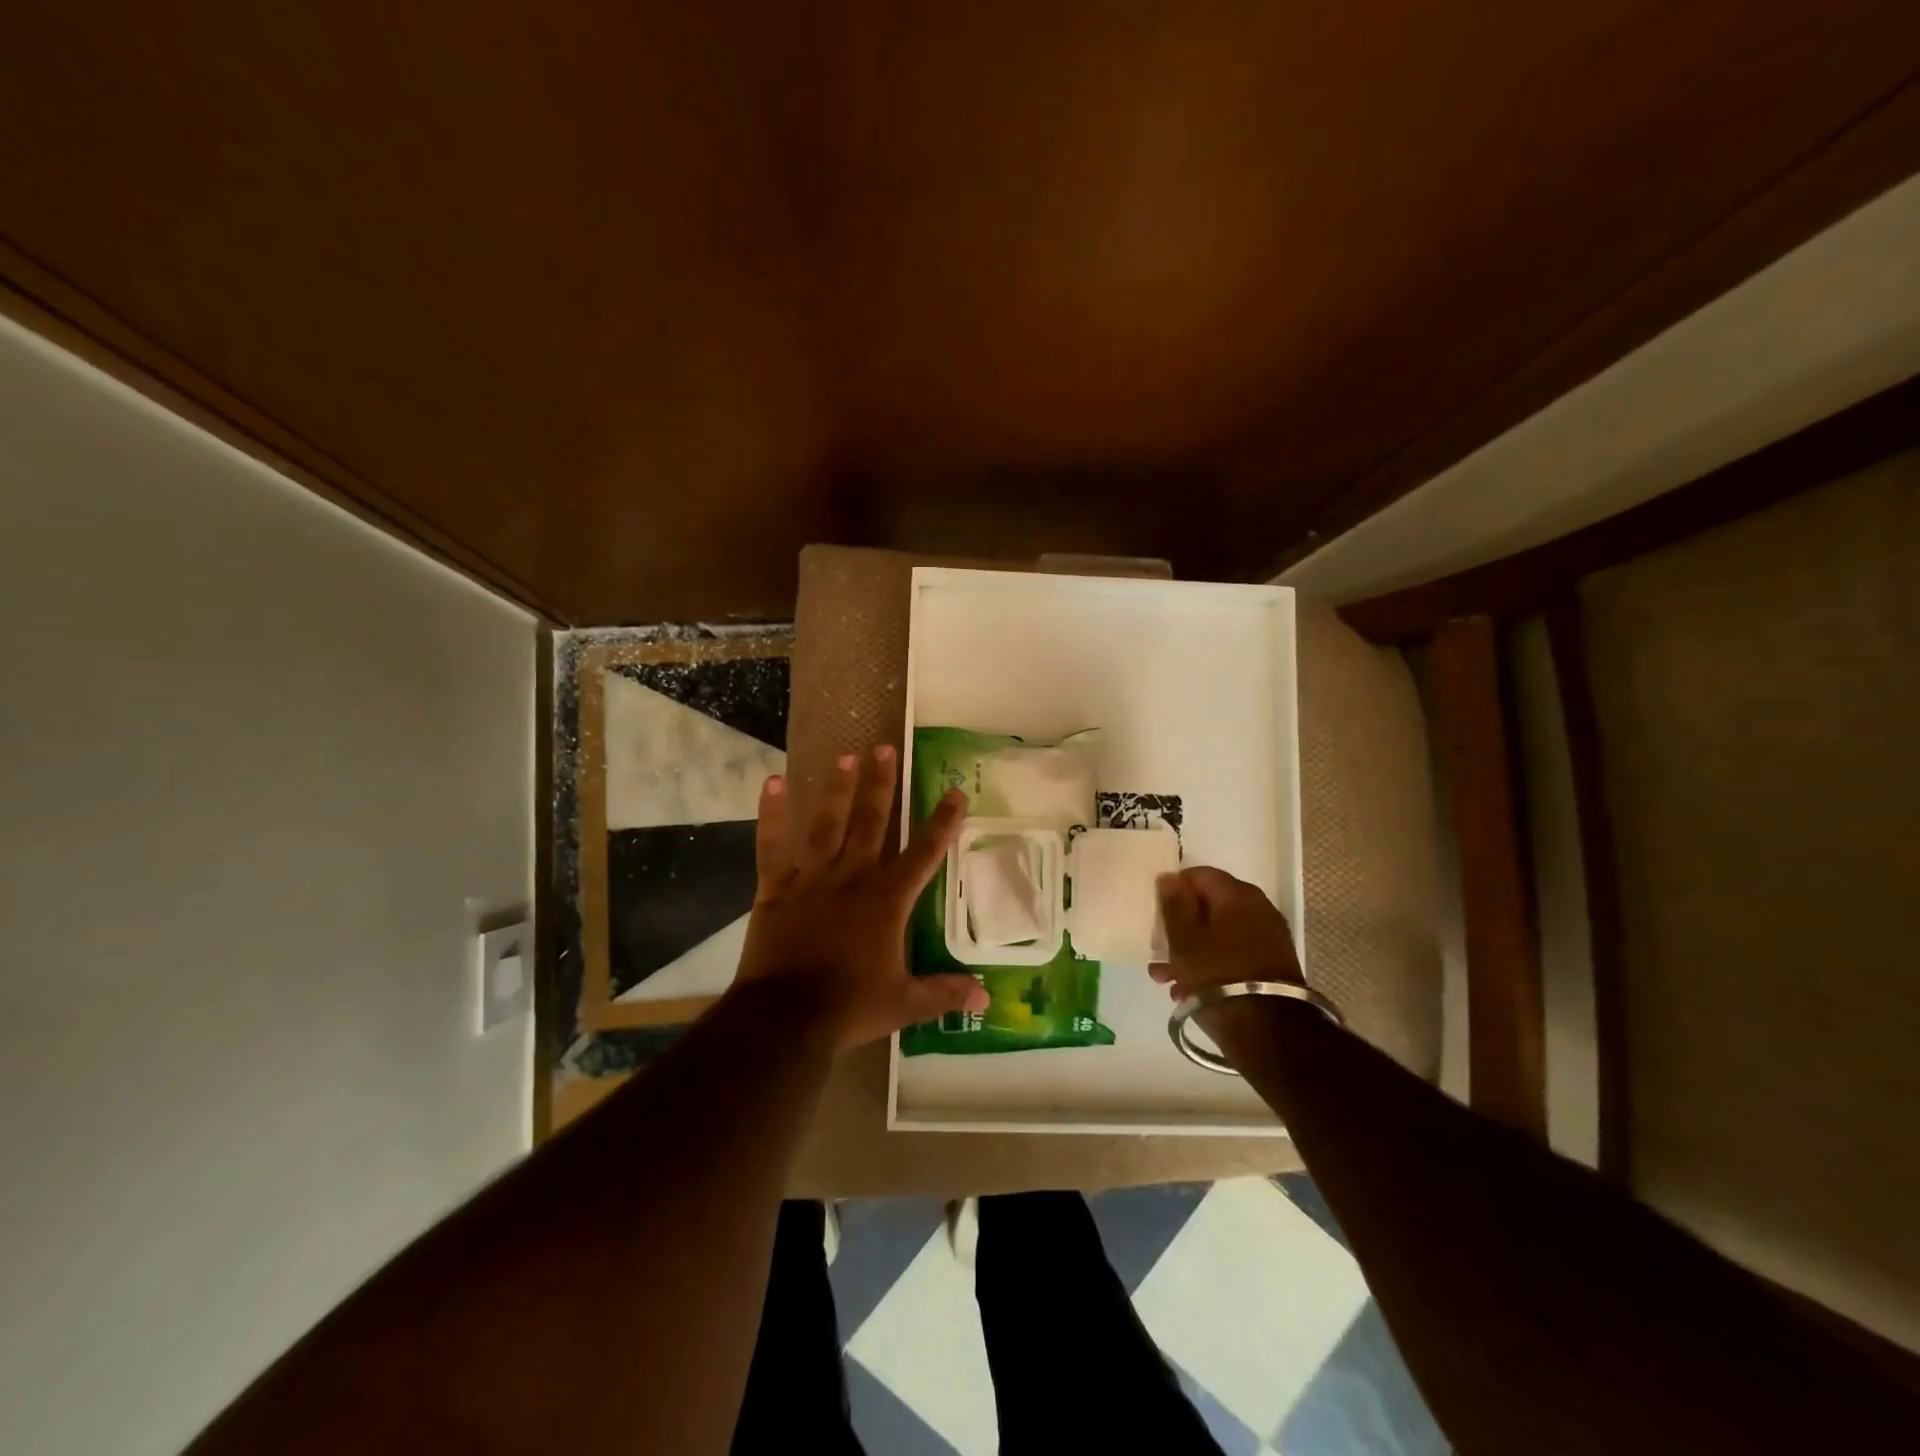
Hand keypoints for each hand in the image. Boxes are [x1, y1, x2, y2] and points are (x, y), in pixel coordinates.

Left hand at [733, 745, 988, 1049]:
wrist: (786, 1018)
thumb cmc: (850, 1006)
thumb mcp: (904, 1003)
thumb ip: (944, 993)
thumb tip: (985, 998)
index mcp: (887, 900)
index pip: (924, 853)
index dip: (942, 822)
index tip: (954, 792)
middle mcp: (853, 877)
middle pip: (872, 822)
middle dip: (881, 784)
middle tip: (885, 748)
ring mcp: (812, 878)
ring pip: (828, 824)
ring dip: (838, 789)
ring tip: (846, 755)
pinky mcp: (776, 888)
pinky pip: (773, 845)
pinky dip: (772, 814)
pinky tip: (772, 783)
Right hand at [1149, 866, 1303, 1000]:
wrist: (1270, 1032)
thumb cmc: (1218, 976)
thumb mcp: (1184, 940)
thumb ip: (1174, 905)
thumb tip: (1170, 878)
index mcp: (1237, 894)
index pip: (1199, 874)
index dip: (1174, 889)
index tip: (1157, 912)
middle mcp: (1259, 909)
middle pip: (1210, 906)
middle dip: (1181, 926)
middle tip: (1159, 949)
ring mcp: (1269, 938)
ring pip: (1219, 934)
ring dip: (1192, 951)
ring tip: (1167, 979)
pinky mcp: (1273, 965)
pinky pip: (1233, 954)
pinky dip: (1212, 965)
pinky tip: (1189, 991)